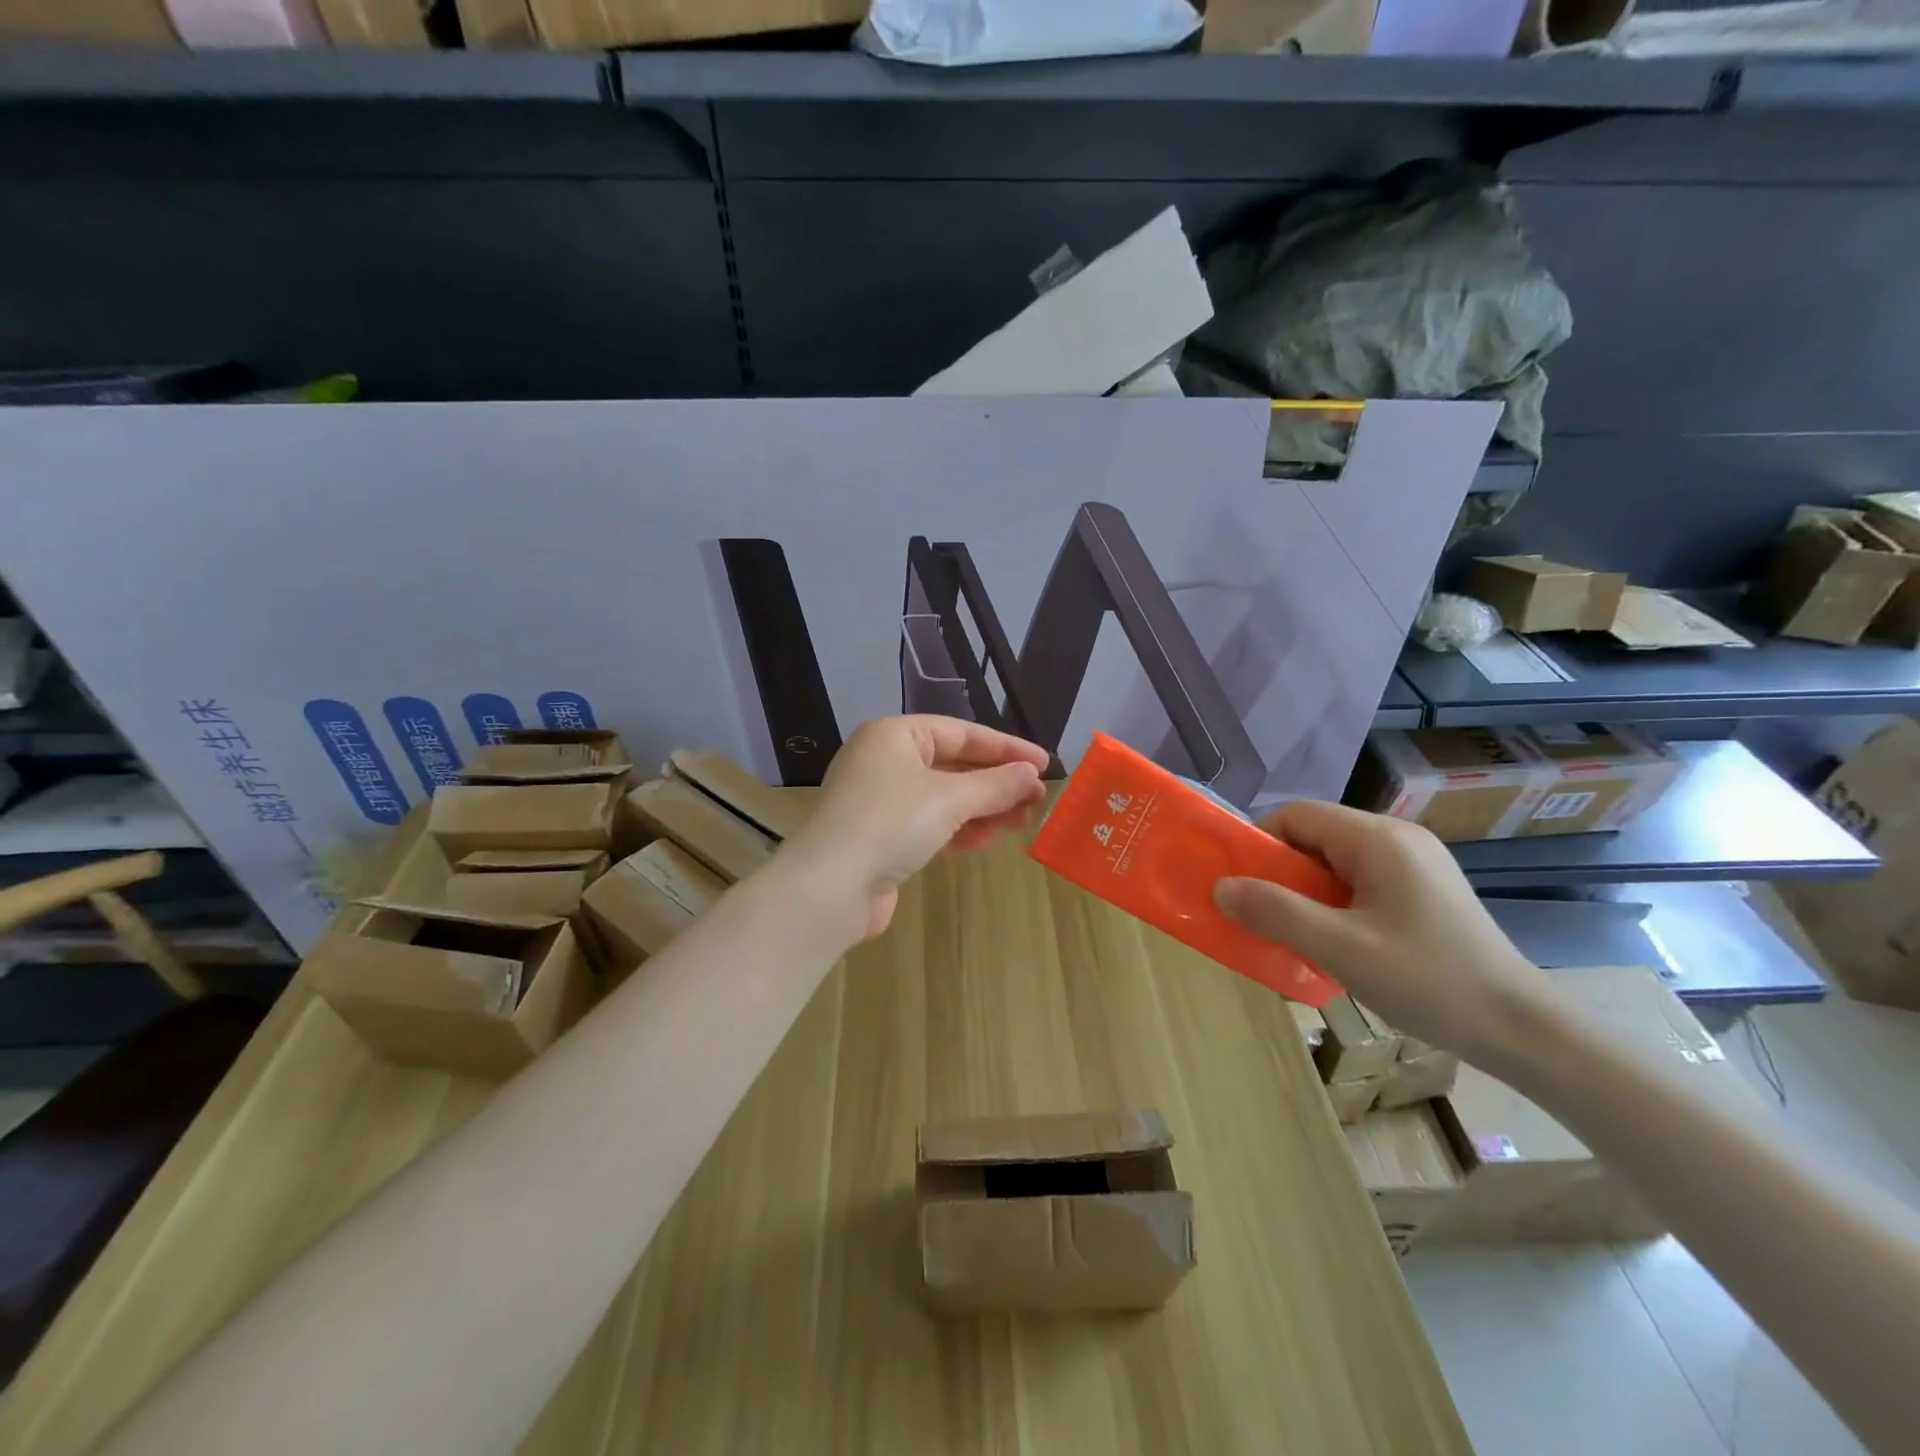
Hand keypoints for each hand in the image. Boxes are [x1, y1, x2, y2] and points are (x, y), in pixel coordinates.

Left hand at [777, 716, 1048, 945]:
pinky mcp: (881, 837)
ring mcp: (880, 801)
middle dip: (996, 783)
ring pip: (943, 797)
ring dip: (982, 809)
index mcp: (895, 735)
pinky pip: (929, 824)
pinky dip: (958, 829)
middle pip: (953, 765)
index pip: (961, 732)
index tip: (1043, 764)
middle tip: (1035, 800)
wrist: (829, 888)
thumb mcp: (949, 798)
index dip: (1005, 748)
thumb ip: (995, 785)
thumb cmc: (890, 823)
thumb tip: (1031, 775)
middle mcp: (885, 761)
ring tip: (1019, 823)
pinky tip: (983, 841)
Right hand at [1213, 801, 1556, 1067]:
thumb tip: (1221, 887)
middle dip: (1280, 871)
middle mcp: (1398, 839)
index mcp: (1379, 839)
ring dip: (1305, 891)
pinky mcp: (1424, 891)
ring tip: (1293, 931)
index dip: (1260, 842)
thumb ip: (1277, 912)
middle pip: (1316, 835)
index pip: (1297, 815)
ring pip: (1336, 861)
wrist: (1523, 1029)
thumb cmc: (1429, 981)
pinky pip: (1360, 881)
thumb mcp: (1341, 948)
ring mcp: (1416, 864)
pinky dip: (1333, 903)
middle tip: (1261, 913)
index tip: (1241, 883)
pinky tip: (1333, 941)